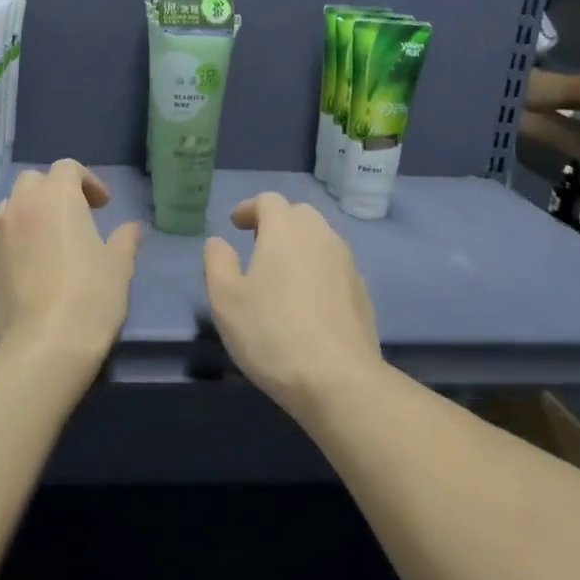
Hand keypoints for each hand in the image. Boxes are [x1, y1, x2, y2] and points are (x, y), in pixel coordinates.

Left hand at [0, 160, 141, 365]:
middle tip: (73, 219)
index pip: (67, 168)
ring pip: (8, 210)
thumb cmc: (91, 297)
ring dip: (28, 216)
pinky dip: (13, 247)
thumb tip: (131, 229)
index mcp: (56, 198)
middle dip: (52, 193)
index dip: (87, 181)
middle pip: (32, 182)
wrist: (44, 346)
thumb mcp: (119, 266)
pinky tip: (27, 275)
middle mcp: (19, 208)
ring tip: (47, 244)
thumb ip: (125, 240)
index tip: (102, 206)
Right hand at [202, 193, 381, 411]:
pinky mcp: (362, 292)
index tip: (235, 224)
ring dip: (299, 245)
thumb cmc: (271, 333)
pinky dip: (317, 269)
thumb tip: (218, 242)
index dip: (249, 208)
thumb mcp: (226, 299)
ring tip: (280, 273)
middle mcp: (321, 236)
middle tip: (257, 245)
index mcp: (286, 230)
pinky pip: (334, 266)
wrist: (337, 378)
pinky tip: (306, 300)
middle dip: (276, 222)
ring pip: (320, 239)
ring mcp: (347, 263)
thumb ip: (217, 262)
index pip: (269, 201)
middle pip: (299, 214)